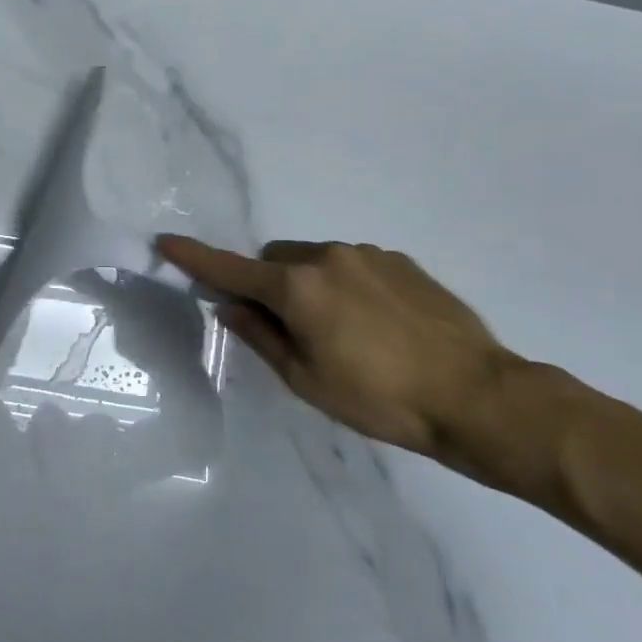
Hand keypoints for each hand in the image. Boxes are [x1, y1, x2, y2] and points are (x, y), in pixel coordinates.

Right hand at [157, 235, 521, 479]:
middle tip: (286, 328)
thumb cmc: (379, 398)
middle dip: (267, 284)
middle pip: (274, 259)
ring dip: (309, 285)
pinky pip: (352, 265)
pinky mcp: (401, 261)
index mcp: (297, 287)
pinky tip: (375, 325)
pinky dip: (344, 285)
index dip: (194, 259)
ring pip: (315, 261)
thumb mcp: (306, 379)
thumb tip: (229, 307)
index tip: (165, 242)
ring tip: (342, 333)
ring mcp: (368, 255)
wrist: (476, 395)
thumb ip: (261, 336)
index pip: (231, 269)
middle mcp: (328, 257)